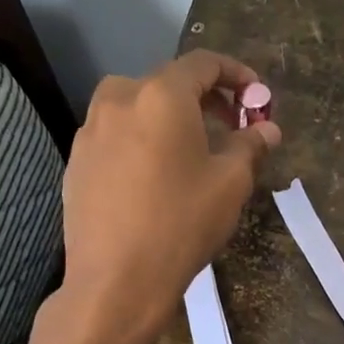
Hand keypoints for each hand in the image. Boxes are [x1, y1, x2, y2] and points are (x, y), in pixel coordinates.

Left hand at [63, 49, 280, 335]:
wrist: (116, 281)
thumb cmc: (182, 223)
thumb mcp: (230, 182)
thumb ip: (251, 145)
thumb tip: (267, 129)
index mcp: (161, 95)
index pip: (203, 63)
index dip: (236, 74)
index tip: (256, 97)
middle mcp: (119, 100)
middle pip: (168, 81)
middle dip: (205, 98)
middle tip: (231, 126)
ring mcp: (90, 130)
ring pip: (137, 106)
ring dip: (169, 117)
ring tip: (191, 150)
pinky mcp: (76, 161)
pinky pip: (116, 134)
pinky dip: (142, 139)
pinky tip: (155, 175)